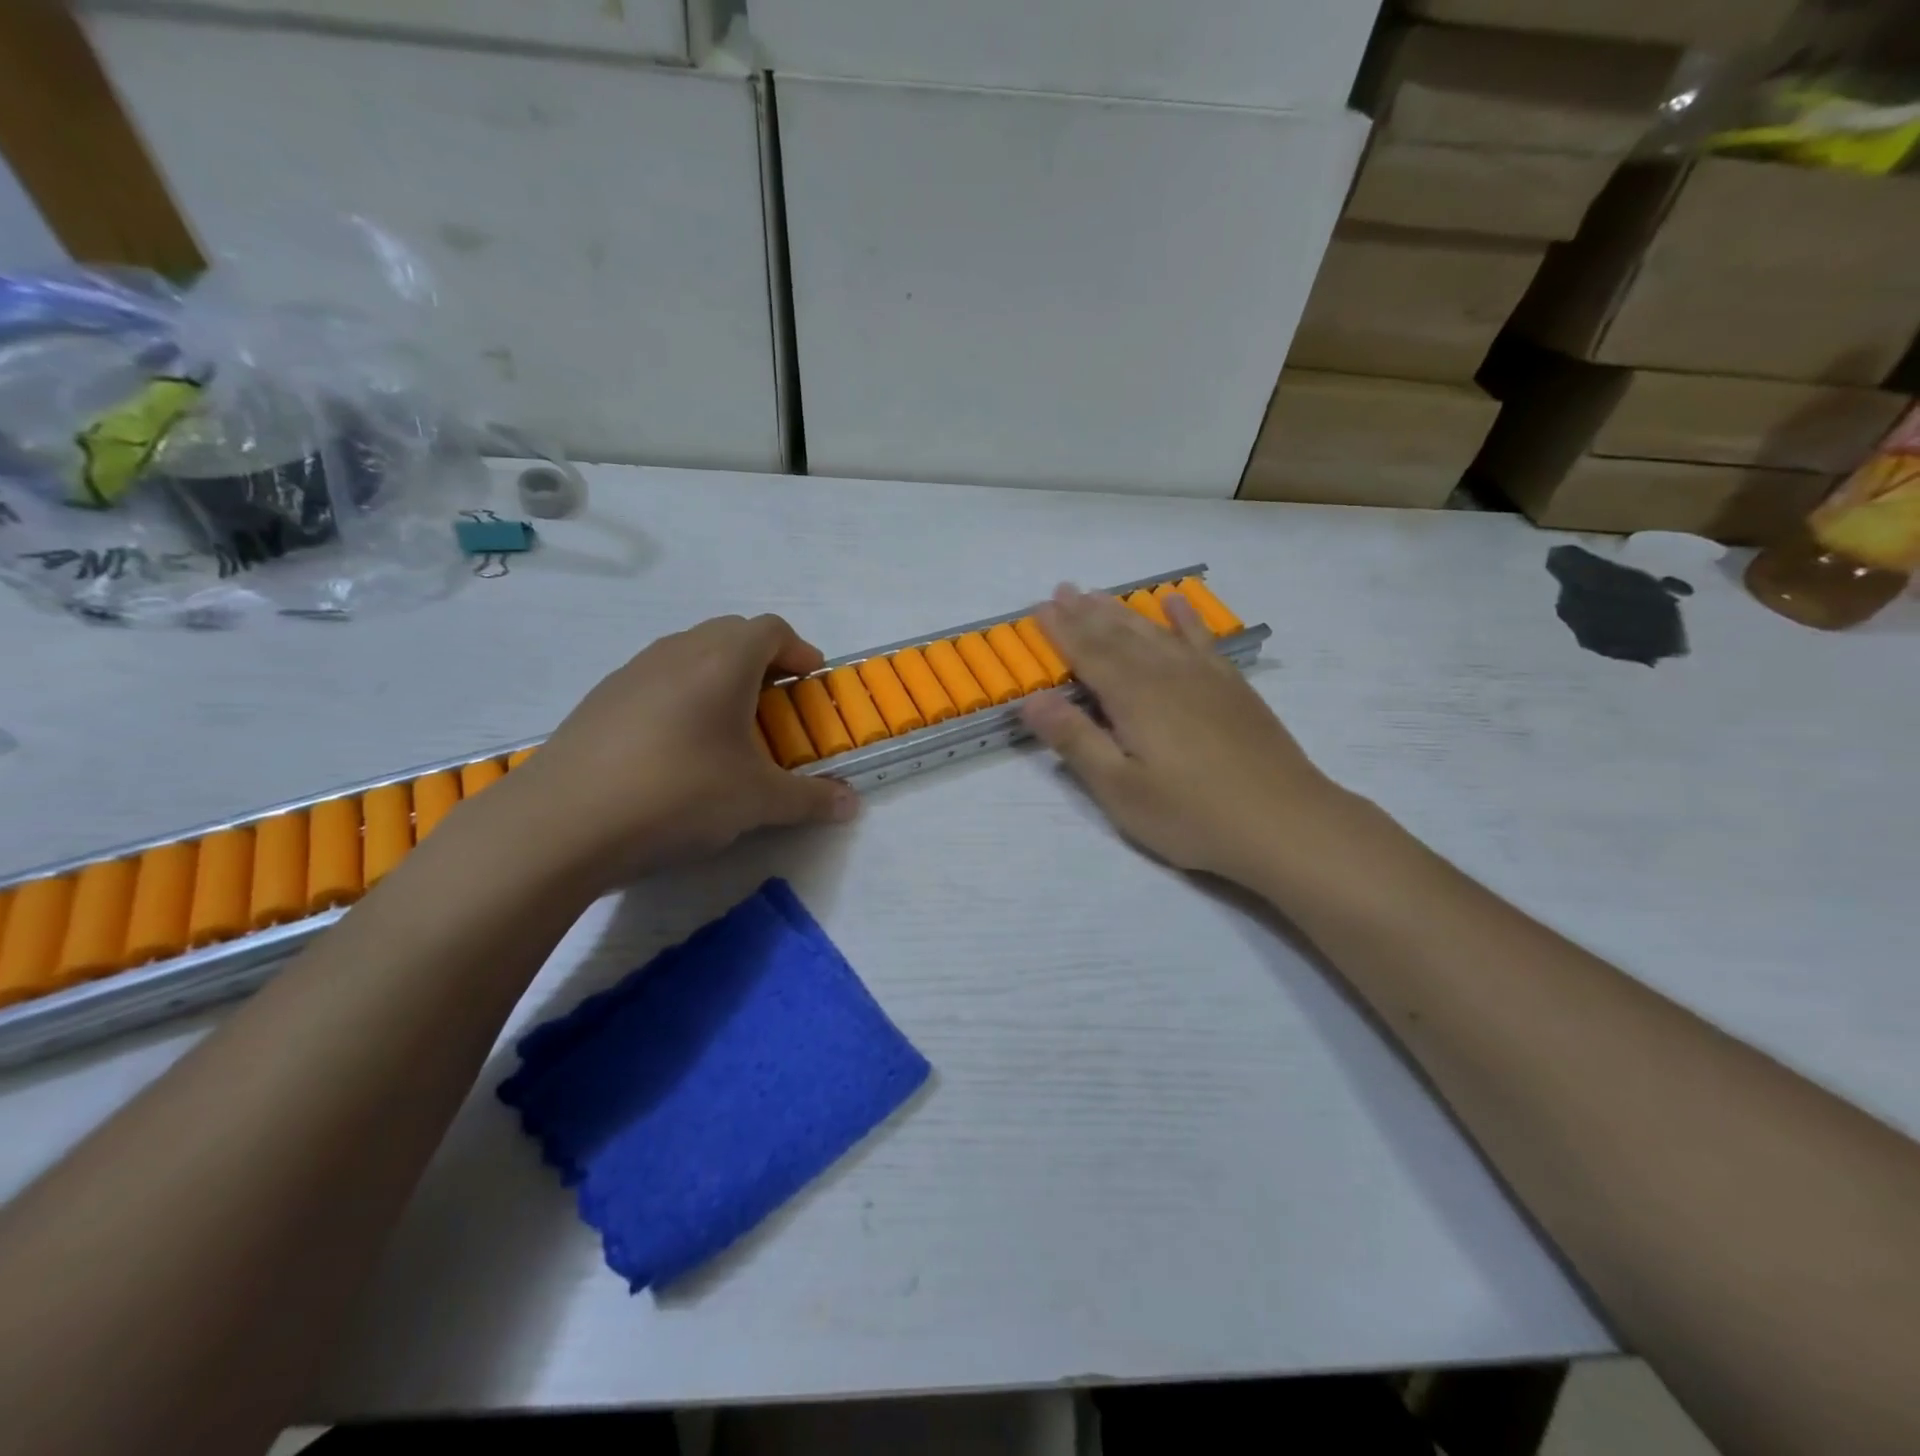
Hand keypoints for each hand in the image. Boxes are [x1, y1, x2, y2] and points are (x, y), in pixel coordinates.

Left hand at [509, 614, 858, 891]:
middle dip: (762, 660)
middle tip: (776, 704)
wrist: (561, 824)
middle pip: (730, 633)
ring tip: (728, 726)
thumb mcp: (757, 802)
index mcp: (723, 661)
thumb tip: (851, 804)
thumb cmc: (679, 795)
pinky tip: (677, 748)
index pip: (772, 630)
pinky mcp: (600, 700)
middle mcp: (678, 652)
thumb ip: (811, 798)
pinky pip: (656, 679)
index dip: (799, 652)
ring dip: (719, 676)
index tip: (812, 683)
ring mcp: (631, 672)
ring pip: (690, 654)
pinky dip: (681, 696)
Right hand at [1018, 585, 1352, 888]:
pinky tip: (1176, 604)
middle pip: (1120, 635)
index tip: (1039, 608)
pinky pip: (1202, 639)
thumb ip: (1076, 740)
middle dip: (1087, 613)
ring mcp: (1205, 677)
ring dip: (1125, 612)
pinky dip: (1186, 619)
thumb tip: (1032, 700)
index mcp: (1134, 697)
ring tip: (1102, 594)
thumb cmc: (1192, 814)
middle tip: (1064, 589)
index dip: (1062, 631)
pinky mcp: (1233, 688)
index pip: (1088, 654)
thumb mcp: (1121, 789)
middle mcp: (1167, 675)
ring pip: (1156, 632)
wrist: (1286, 823)